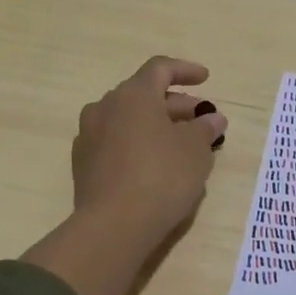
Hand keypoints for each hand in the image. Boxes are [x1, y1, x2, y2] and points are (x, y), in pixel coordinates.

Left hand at [71, 55, 227, 247]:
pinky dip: (138, 144)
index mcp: (133, 94)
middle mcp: (105, 107)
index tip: (205, 79)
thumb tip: (212, 119)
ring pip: (129, 120)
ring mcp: (89, 136)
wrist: (113, 226)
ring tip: (181, 145)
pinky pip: (116, 142)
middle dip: (175, 104)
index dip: (185, 70)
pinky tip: (155, 165)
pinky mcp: (83, 164)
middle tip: (200, 121)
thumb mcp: (196, 150)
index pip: (160, 68)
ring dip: (156, 125)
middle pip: (144, 95)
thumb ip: (205, 128)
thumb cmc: (162, 176)